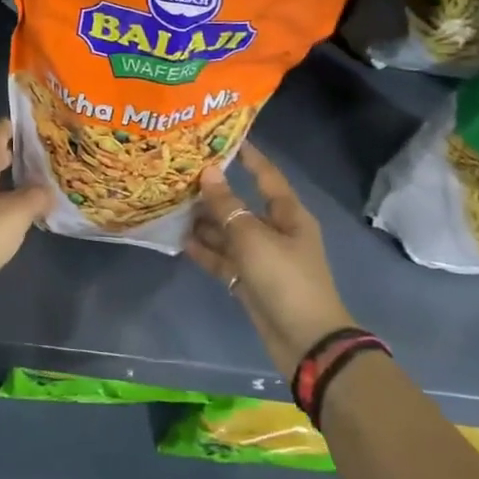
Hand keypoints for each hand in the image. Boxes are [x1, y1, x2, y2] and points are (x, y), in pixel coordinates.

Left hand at [0, 120, 51, 304]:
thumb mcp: (14, 213)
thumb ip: (36, 196)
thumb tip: (48, 189)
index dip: (20, 124)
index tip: (44, 119)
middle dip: (23, 153)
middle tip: (54, 151)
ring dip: (18, 180)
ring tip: (47, 180)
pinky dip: (11, 202)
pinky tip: (28, 211)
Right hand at [187, 143, 353, 376]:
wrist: (305, 341)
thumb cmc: (285, 279)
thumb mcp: (253, 237)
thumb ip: (227, 206)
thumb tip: (209, 172)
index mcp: (288, 215)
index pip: (266, 176)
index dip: (248, 156)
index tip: (223, 137)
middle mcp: (276, 231)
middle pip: (242, 205)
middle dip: (214, 192)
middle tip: (180, 175)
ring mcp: (262, 258)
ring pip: (229, 232)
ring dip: (205, 222)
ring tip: (173, 206)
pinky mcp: (250, 282)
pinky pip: (225, 259)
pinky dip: (206, 251)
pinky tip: (182, 240)